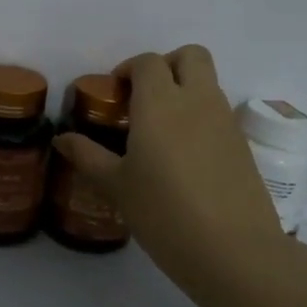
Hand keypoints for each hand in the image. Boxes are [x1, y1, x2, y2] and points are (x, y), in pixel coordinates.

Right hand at [53, 46, 285, 285]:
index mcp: (161, 103)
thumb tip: (63, 139)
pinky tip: (184, 158)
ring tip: (160, 131)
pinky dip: (201, 118)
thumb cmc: (164, 212)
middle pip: (190, 56)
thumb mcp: (117, 186)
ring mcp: (225, 122)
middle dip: (167, 65)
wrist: (233, 251)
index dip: (129, 69)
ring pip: (208, 83)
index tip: (115, 94)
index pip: (148, 62)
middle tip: (144, 97)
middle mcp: (197, 101)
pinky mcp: (243, 146)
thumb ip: (88, 156)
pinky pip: (219, 114)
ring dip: (185, 90)